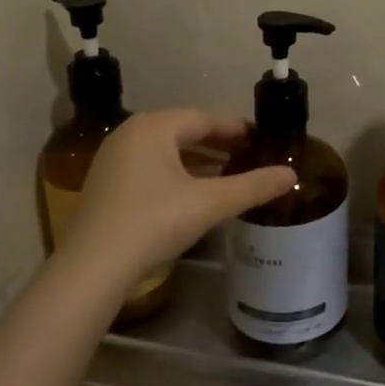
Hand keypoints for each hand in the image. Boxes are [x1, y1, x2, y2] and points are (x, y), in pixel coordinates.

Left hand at [58, 110, 294, 290]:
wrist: (92, 267)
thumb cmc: (154, 222)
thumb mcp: (210, 203)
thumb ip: (252, 187)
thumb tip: (291, 174)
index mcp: (154, 127)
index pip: (203, 118)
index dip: (234, 128)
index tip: (258, 138)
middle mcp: (130, 134)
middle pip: (182, 131)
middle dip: (216, 144)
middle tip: (246, 155)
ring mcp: (113, 159)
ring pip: (165, 151)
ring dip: (196, 161)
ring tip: (225, 174)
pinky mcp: (104, 185)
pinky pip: (149, 168)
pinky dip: (174, 174)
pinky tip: (191, 194)